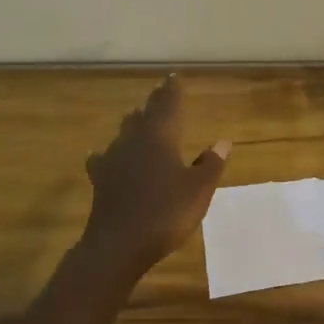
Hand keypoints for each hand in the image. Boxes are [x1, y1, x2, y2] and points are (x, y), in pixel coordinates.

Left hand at [79, 75, 229, 283]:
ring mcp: (113, 159)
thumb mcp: (198, 190)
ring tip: (139, 118)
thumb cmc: (165, 213)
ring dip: (134, 124)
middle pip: (144, 113)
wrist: (117, 246)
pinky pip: (104, 158)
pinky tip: (103, 156)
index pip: (167, 104)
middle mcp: (135, 140)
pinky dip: (109, 154)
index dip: (172, 90)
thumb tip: (222, 141)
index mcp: (160, 136)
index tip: (173, 77)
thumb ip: (210, 164)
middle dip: (155, 103)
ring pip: (124, 132)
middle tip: (161, 93)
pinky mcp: (100, 179)